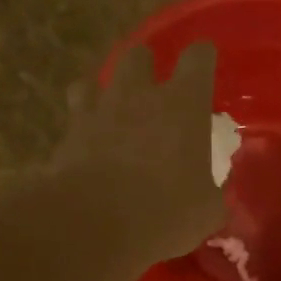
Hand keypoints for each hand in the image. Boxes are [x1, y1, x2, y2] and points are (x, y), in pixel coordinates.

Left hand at [52, 41, 224, 265]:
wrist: (93, 225)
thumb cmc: (165, 212)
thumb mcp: (206, 210)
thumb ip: (211, 193)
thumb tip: (213, 193)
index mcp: (183, 105)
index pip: (198, 58)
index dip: (202, 58)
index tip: (205, 65)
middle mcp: (138, 95)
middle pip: (138, 56)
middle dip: (146, 67)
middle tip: (152, 92)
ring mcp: (97, 111)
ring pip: (94, 80)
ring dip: (104, 91)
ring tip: (111, 112)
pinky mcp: (66, 135)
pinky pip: (73, 118)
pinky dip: (81, 128)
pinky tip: (87, 147)